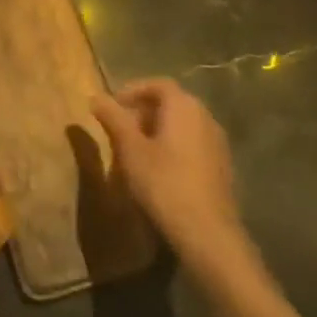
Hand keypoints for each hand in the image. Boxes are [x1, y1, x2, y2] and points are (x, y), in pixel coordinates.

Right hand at [91, 78, 255, 270]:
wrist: (207, 232)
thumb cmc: (163, 182)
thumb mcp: (129, 149)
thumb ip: (113, 118)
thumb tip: (95, 96)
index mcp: (184, 106)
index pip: (158, 84)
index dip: (133, 91)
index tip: (112, 106)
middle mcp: (205, 117)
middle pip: (171, 103)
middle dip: (143, 111)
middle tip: (120, 128)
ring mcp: (217, 143)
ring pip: (182, 125)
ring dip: (157, 130)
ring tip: (135, 150)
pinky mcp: (221, 166)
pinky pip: (192, 144)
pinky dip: (173, 146)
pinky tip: (158, 170)